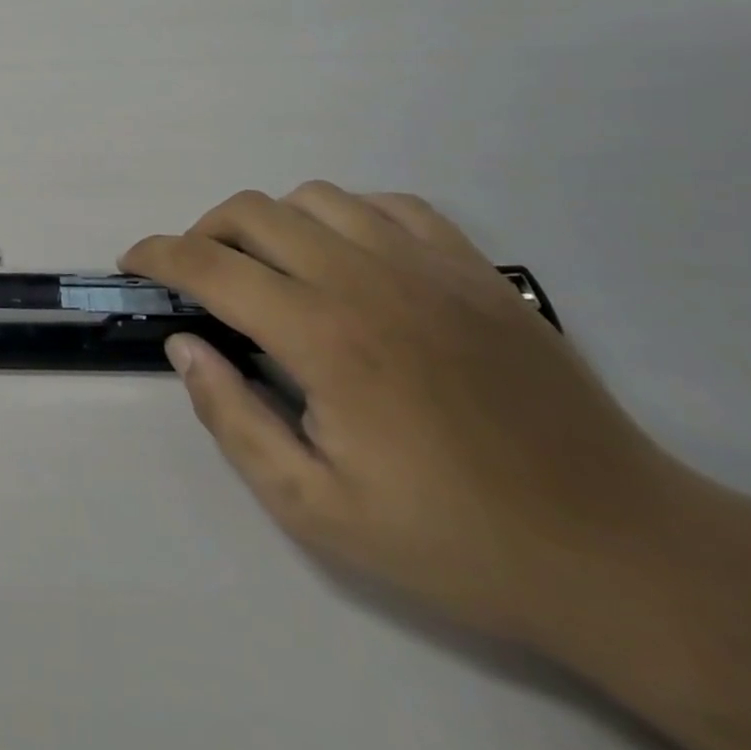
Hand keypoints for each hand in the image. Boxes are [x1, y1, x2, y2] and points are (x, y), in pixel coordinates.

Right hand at [123, 183, 689, 648]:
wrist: (619, 552)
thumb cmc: (453, 539)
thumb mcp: (316, 509)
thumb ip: (233, 419)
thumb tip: (184, 345)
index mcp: (323, 336)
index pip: (210, 265)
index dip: (156, 254)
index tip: (131, 262)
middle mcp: (366, 278)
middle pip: (253, 212)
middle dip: (203, 233)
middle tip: (196, 277)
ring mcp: (427, 264)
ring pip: (314, 197)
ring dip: (270, 221)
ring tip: (268, 267)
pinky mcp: (474, 268)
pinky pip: (387, 205)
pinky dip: (344, 216)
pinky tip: (347, 256)